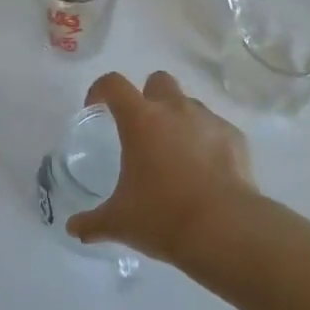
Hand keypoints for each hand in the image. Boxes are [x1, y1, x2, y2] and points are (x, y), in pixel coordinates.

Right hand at [66, 71, 261, 264]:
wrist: (224, 229)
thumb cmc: (162, 217)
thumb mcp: (119, 222)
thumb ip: (92, 222)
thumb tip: (74, 229)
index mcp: (140, 120)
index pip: (114, 84)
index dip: (100, 90)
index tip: (95, 108)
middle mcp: (175, 110)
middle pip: (158, 81)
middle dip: (148, 97)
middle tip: (143, 129)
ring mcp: (208, 120)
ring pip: (189, 104)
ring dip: (178, 119)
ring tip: (176, 155)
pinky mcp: (235, 137)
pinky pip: (215, 128)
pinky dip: (207, 141)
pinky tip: (205, 172)